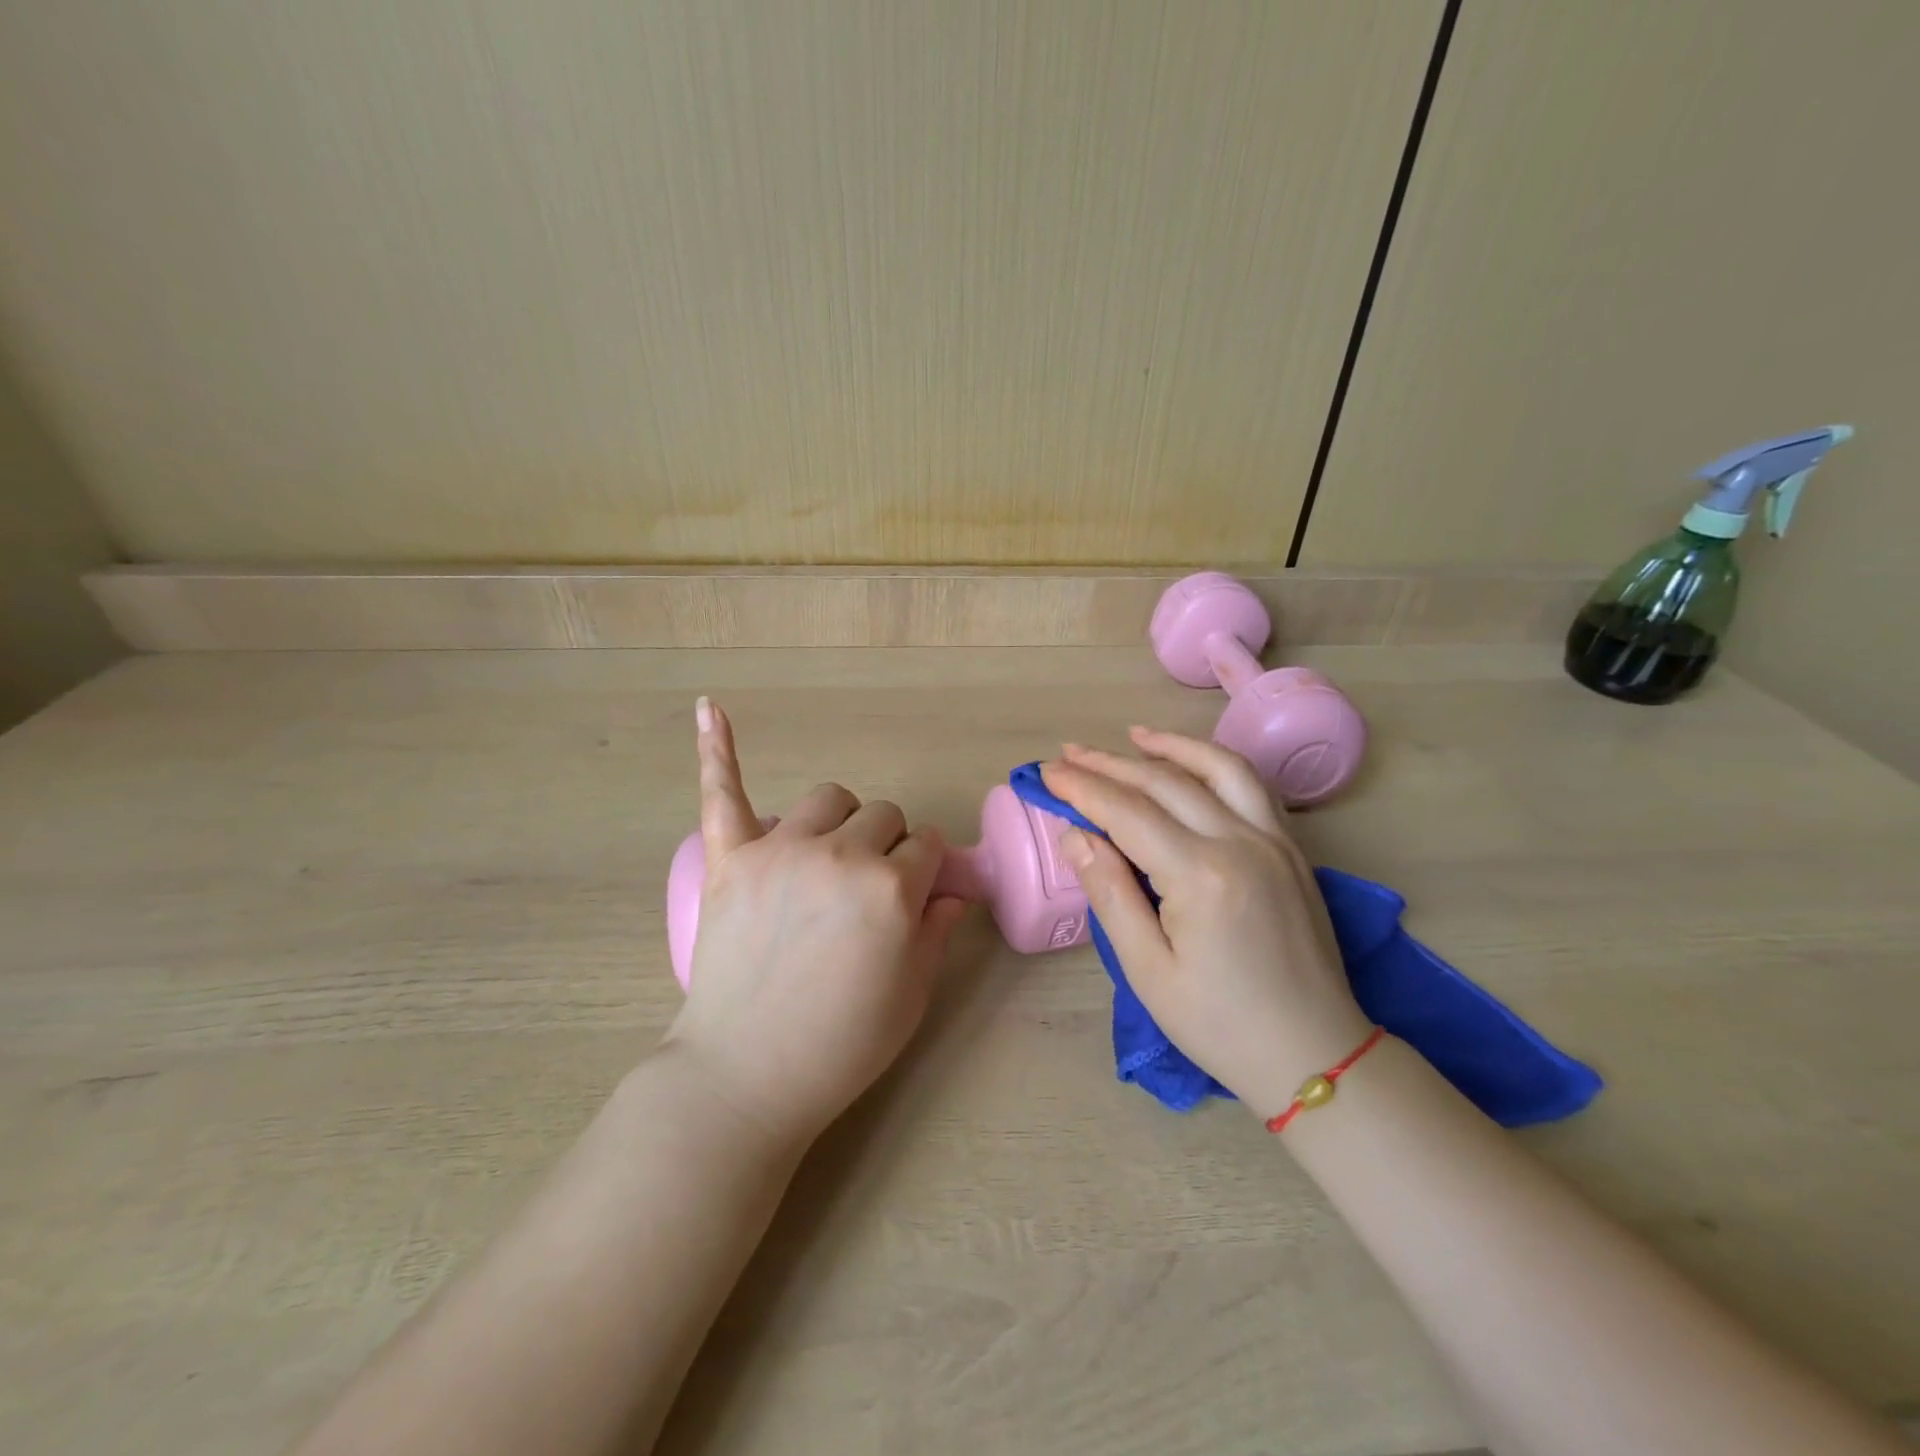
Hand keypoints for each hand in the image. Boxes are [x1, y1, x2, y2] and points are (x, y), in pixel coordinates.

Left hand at [662, 698, 967, 1144]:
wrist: (746, 1075)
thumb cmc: (841, 1044)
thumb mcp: (913, 994)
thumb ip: (937, 930)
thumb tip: (951, 891)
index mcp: (892, 889)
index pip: (926, 847)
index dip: (925, 872)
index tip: (916, 895)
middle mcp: (840, 855)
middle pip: (882, 815)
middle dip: (888, 846)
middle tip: (869, 892)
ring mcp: (780, 850)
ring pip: (830, 798)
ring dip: (841, 819)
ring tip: (828, 856)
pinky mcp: (730, 858)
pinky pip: (724, 792)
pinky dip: (719, 749)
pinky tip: (711, 707)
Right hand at [1040, 728, 1372, 1120]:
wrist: (1316, 1055)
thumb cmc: (1220, 1025)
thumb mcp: (1148, 971)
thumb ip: (1110, 893)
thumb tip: (1075, 836)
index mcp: (1201, 876)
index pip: (1127, 812)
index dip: (1082, 788)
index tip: (1046, 772)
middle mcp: (1241, 843)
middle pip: (1165, 783)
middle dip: (1110, 764)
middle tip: (1067, 753)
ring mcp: (1274, 841)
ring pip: (1218, 769)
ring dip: (1170, 747)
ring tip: (1132, 735)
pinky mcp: (1292, 851)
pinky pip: (1251, 787)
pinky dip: (1214, 764)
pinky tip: (1191, 764)